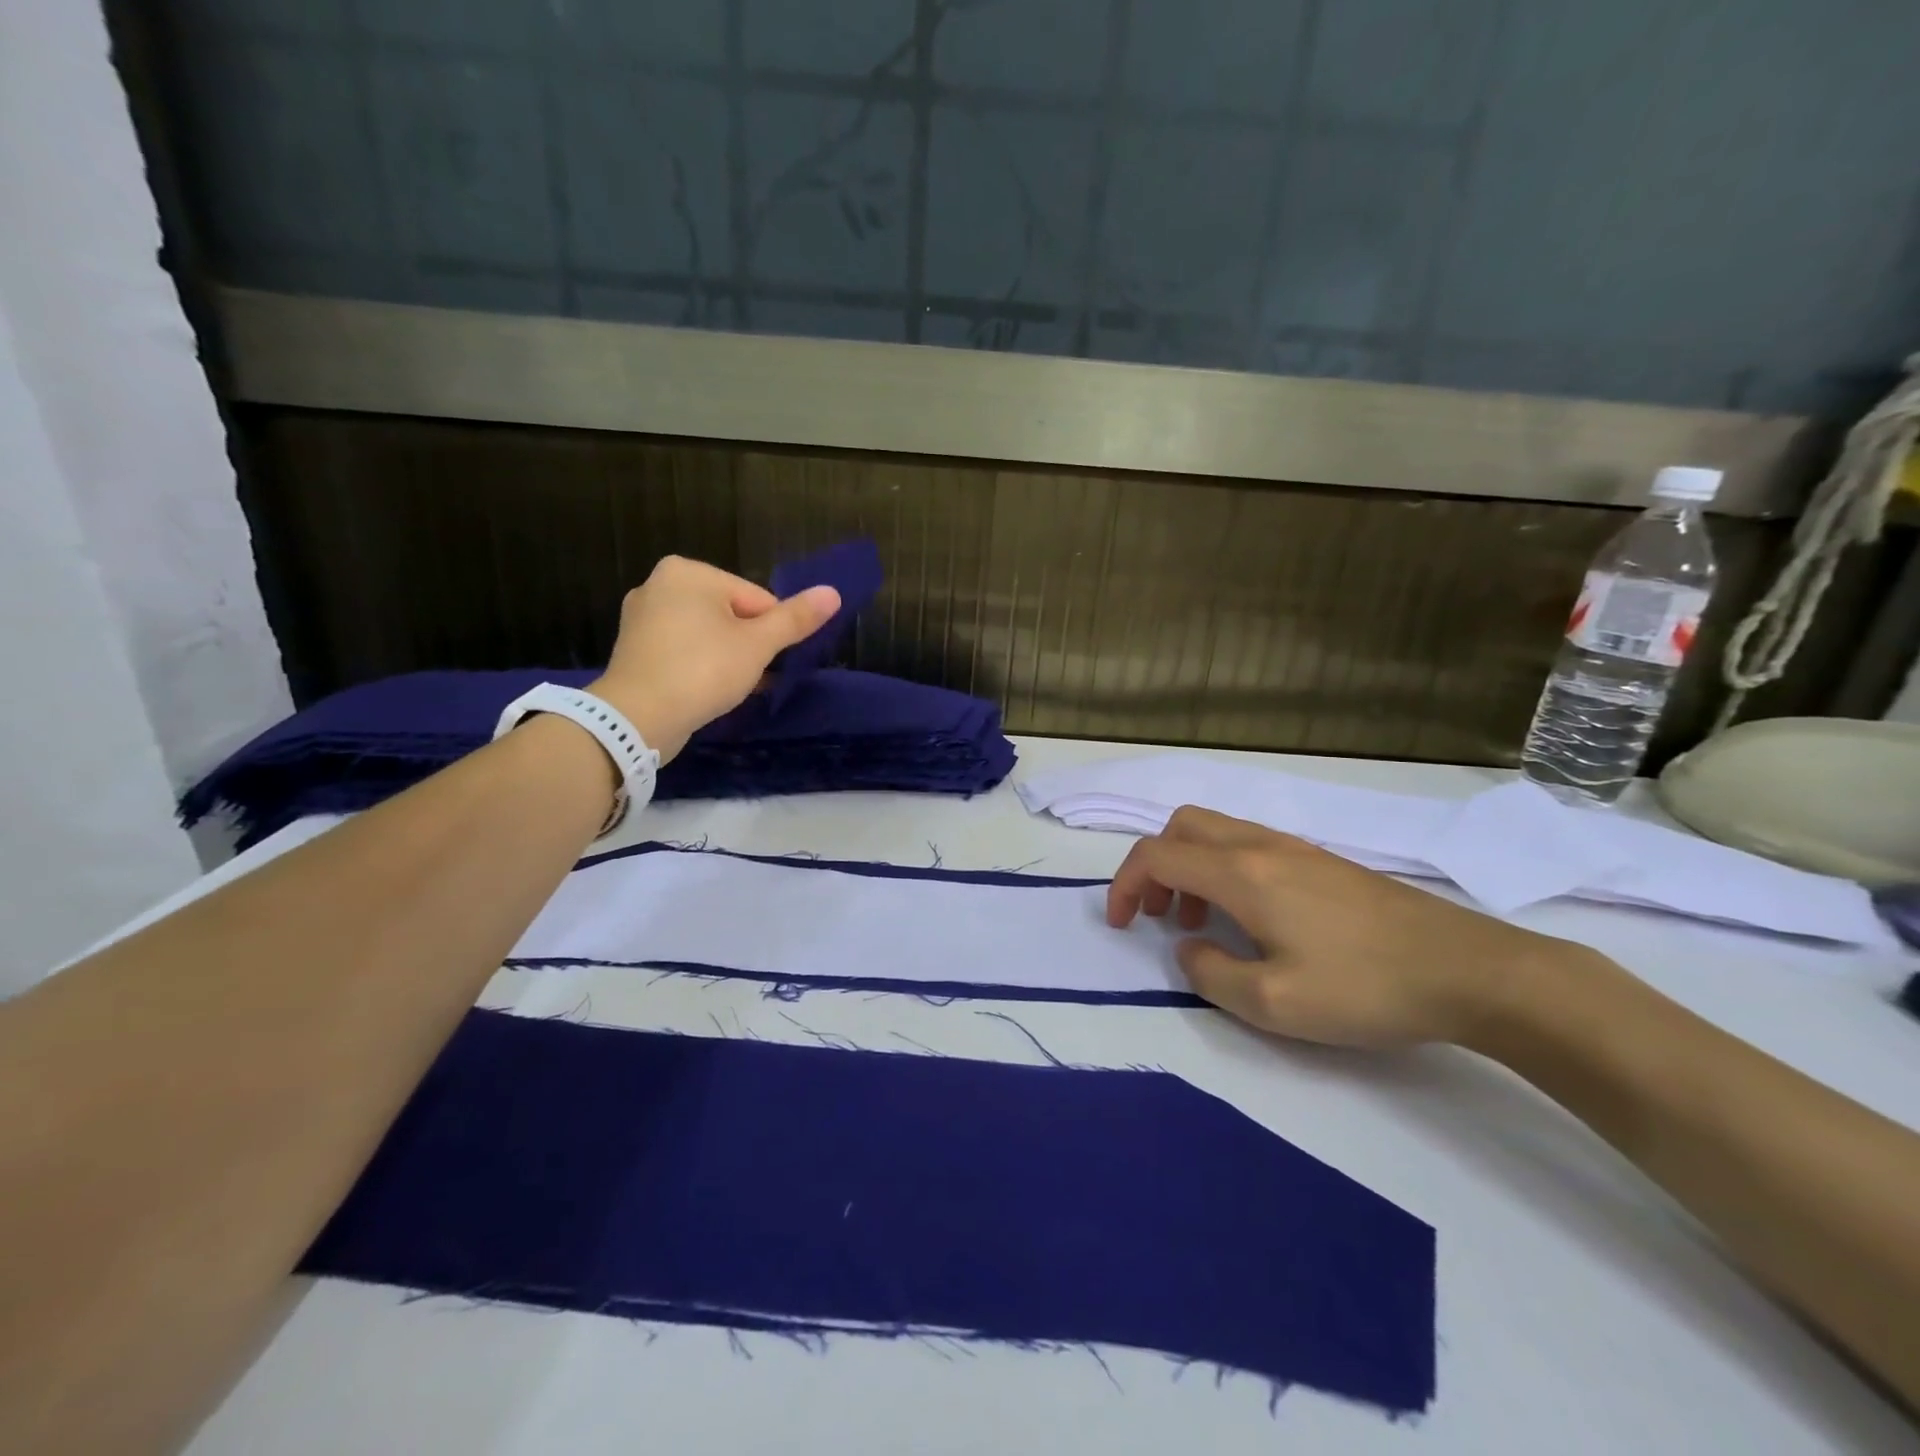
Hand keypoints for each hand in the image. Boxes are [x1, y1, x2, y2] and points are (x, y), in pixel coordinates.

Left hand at [588, 556, 838, 761]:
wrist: (637, 718)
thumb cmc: (703, 670)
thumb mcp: (758, 645)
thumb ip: (795, 619)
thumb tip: (833, 593)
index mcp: (689, 572)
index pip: (756, 597)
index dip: (772, 632)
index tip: (770, 662)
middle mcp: (660, 584)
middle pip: (731, 613)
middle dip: (749, 645)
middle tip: (752, 677)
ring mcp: (642, 618)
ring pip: (707, 634)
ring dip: (728, 658)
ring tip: (733, 688)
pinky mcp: (636, 649)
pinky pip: (683, 650)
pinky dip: (701, 666)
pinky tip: (711, 691)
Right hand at [1106, 805, 1587, 1047]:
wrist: (1468, 970)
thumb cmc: (1364, 987)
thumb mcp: (1271, 1002)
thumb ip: (1210, 974)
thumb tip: (1190, 948)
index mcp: (1241, 873)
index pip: (1158, 854)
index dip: (1126, 885)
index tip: (1121, 924)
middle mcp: (1261, 846)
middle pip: (1182, 826)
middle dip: (1155, 867)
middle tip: (1162, 917)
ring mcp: (1296, 848)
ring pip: (1216, 833)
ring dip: (1190, 869)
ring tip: (1203, 925)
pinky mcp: (1322, 861)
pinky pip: (1249, 847)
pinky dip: (1224, 871)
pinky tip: (1252, 921)